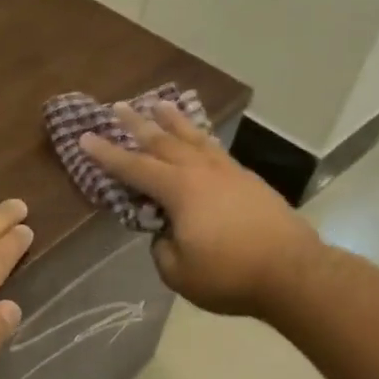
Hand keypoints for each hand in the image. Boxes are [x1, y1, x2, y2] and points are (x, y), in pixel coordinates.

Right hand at [81, 102, 319, 317]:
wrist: (293, 272)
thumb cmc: (229, 274)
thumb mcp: (178, 272)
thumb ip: (161, 248)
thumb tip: (165, 233)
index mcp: (179, 190)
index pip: (134, 168)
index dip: (106, 154)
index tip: (85, 137)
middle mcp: (202, 171)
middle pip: (163, 141)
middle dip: (137, 124)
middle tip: (117, 106)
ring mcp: (229, 172)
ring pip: (194, 138)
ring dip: (173, 121)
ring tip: (160, 104)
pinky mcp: (249, 181)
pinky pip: (215, 149)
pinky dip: (200, 137)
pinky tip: (199, 138)